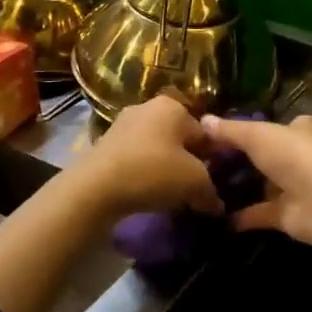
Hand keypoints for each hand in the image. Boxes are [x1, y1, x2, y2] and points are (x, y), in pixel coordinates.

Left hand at [71, 94, 223, 218]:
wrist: (95, 187)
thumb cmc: (153, 172)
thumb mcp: (195, 183)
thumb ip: (211, 191)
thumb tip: (216, 204)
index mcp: (173, 106)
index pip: (205, 133)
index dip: (214, 160)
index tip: (215, 183)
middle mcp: (147, 107)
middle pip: (179, 139)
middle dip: (188, 164)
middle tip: (194, 191)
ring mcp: (123, 124)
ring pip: (157, 149)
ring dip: (166, 170)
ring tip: (171, 196)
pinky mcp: (105, 144)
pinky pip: (136, 158)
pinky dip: (145, 173)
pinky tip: (147, 193)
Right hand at [199, 114, 311, 252]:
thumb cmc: (295, 156)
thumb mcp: (257, 135)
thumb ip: (230, 130)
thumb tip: (203, 120)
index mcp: (301, 129)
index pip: (272, 125)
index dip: (246, 128)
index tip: (216, 134)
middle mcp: (301, 156)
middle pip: (265, 156)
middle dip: (239, 159)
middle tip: (203, 162)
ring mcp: (296, 187)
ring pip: (262, 185)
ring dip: (238, 187)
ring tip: (202, 187)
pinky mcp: (289, 215)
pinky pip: (260, 213)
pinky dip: (240, 215)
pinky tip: (214, 215)